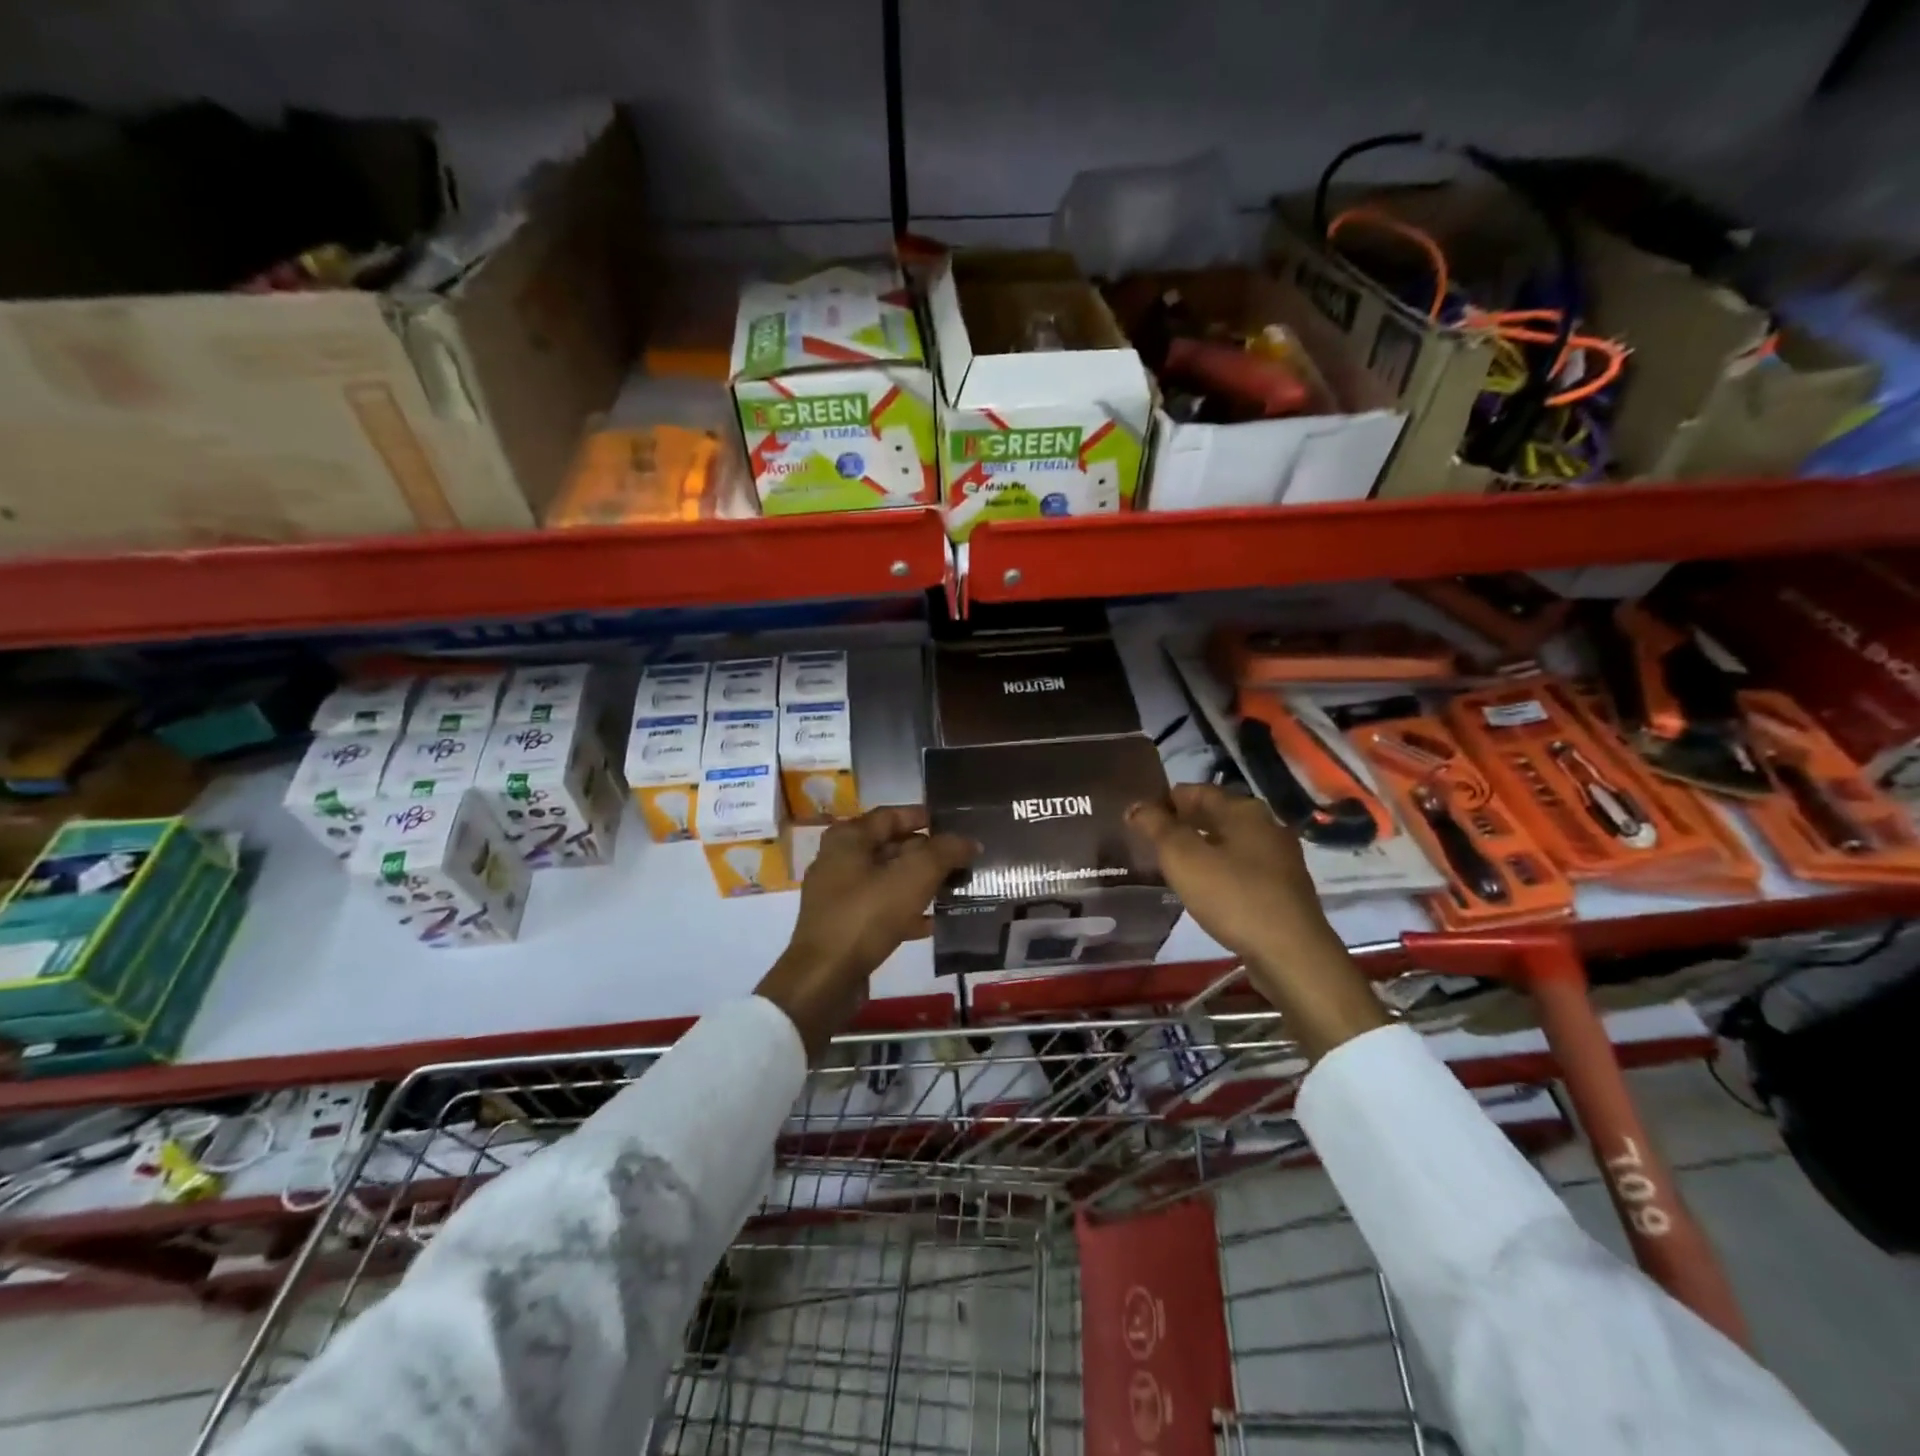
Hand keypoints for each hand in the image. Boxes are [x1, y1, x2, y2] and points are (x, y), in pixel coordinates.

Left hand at [757, 806, 975, 1057]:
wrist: (825, 979)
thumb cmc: (867, 915)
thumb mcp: (913, 877)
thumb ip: (944, 853)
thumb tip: (970, 841)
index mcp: (848, 839)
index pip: (891, 815)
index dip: (923, 816)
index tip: (954, 823)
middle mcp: (839, 860)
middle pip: (890, 847)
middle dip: (926, 853)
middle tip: (961, 858)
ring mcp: (839, 896)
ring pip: (888, 880)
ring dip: (920, 882)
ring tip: (955, 887)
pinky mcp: (844, 926)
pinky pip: (881, 909)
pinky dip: (906, 911)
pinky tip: (934, 922)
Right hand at [1127, 784, 1385, 1057]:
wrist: (1292, 954)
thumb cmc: (1233, 897)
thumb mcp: (1183, 858)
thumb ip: (1157, 827)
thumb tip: (1136, 806)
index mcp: (1243, 810)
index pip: (1195, 791)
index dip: (1164, 800)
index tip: (1138, 819)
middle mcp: (1266, 826)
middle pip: (1215, 814)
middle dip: (1182, 824)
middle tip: (1151, 842)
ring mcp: (1279, 858)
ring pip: (1229, 841)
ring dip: (1201, 847)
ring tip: (1172, 866)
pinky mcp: (1284, 888)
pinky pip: (1242, 867)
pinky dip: (1219, 869)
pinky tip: (1205, 888)